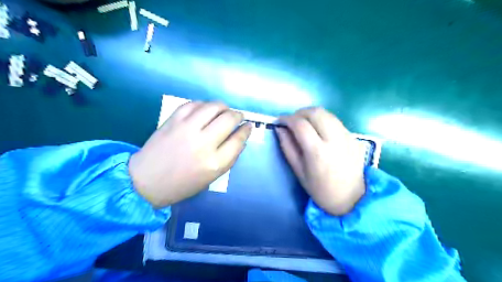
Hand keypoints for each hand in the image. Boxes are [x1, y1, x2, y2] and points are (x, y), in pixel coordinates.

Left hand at [127, 103, 249, 207]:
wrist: (146, 181)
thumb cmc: (182, 184)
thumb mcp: (211, 177)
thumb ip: (228, 157)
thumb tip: (240, 137)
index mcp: (214, 163)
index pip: (238, 140)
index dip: (246, 130)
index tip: (248, 126)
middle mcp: (203, 143)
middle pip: (229, 119)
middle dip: (238, 115)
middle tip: (238, 116)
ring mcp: (187, 129)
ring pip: (213, 106)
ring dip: (223, 106)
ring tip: (224, 110)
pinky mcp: (173, 120)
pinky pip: (194, 104)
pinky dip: (204, 105)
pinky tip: (205, 110)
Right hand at [279, 107, 365, 213]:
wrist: (351, 198)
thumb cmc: (320, 189)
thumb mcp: (298, 171)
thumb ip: (287, 147)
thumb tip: (280, 129)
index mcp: (318, 152)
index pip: (300, 124)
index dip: (287, 119)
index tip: (279, 121)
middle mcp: (335, 139)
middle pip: (315, 112)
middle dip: (299, 113)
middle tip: (292, 121)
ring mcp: (347, 136)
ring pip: (327, 113)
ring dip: (311, 114)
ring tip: (304, 124)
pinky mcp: (354, 137)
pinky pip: (335, 121)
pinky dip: (323, 121)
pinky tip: (319, 131)